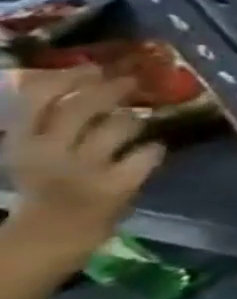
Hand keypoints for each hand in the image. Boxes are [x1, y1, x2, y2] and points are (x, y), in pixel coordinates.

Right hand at [6, 67, 162, 251]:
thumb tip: (86, 75)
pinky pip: (150, 152)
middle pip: (84, 107)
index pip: (36, 98)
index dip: (69, 77)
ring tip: (130, 126)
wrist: (53, 231)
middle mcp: (49, 152)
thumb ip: (49, 118)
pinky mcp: (119, 185)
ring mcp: (86, 169)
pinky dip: (154, 149)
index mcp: (20, 141)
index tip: (92, 67)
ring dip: (134, 120)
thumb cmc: (48, 182)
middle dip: (113, 88)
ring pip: (123, 126)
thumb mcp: (31, 148)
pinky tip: (147, 153)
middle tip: (131, 81)